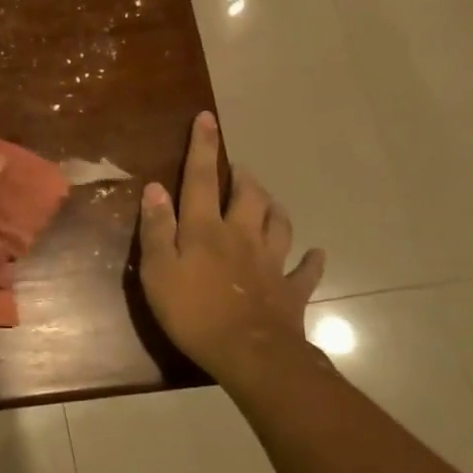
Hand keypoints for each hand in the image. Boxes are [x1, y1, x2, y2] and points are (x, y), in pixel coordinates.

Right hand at [137, 111, 326, 383]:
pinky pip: (305, 271)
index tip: (207, 118)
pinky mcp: (290, 290)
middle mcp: (241, 235)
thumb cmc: (193, 312)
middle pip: (248, 195)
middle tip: (239, 168)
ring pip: (279, 223)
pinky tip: (317, 254)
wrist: (250, 353)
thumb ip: (156, 228)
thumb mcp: (158, 270)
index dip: (202, 147)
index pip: (201, 178)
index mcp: (206, 228)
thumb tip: (155, 188)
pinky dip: (311, 260)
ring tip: (268, 199)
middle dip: (243, 176)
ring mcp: (270, 262)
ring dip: (274, 207)